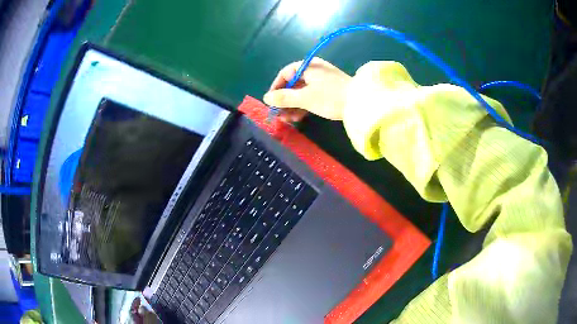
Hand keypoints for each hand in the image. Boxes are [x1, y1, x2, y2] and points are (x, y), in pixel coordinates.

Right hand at [264, 57, 351, 121]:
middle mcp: (314, 70)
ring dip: (293, 105)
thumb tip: (266, 97)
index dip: (276, 87)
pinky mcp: (329, 91)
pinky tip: (298, 118)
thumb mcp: (305, 98)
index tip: (270, 102)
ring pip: (302, 91)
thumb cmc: (330, 97)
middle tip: (279, 115)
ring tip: (288, 120)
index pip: (285, 74)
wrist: (361, 104)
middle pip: (293, 84)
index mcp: (308, 66)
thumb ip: (284, 98)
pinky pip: (311, 96)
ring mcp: (322, 80)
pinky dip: (304, 105)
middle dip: (285, 100)